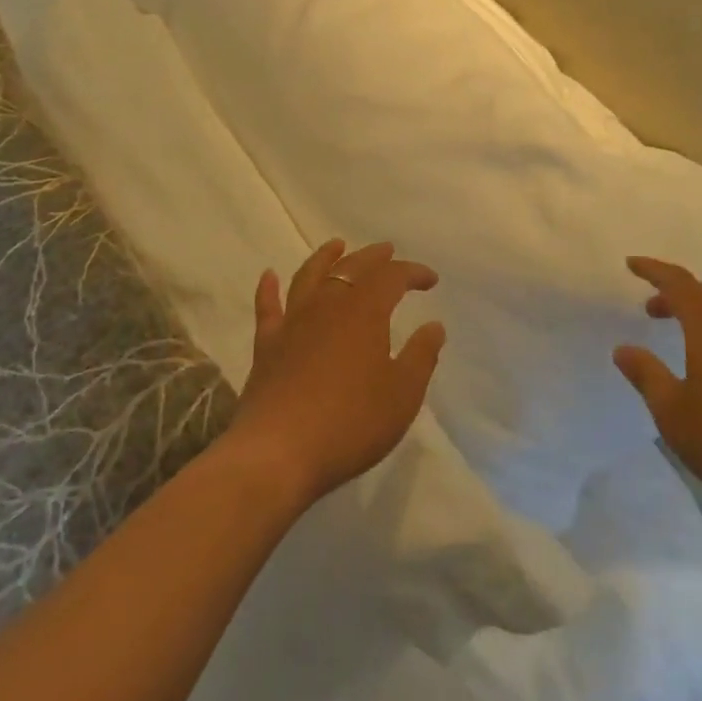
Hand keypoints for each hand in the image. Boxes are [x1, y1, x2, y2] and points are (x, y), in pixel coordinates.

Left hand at [225, 240, 446, 507]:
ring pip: (310, 277)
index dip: (413, 273)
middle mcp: (328, 305)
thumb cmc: (350, 423)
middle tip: (388, 251)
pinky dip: (268, 289)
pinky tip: (268, 276)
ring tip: (336, 245)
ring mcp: (293, 323)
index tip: (431, 280)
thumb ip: (421, 356)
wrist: (278, 454)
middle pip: (352, 268)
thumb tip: (434, 325)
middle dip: (374, 257)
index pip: (393, 277)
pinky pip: (267, 308)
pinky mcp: (267, 346)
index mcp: (365, 311)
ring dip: (325, 257)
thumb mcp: (402, 394)